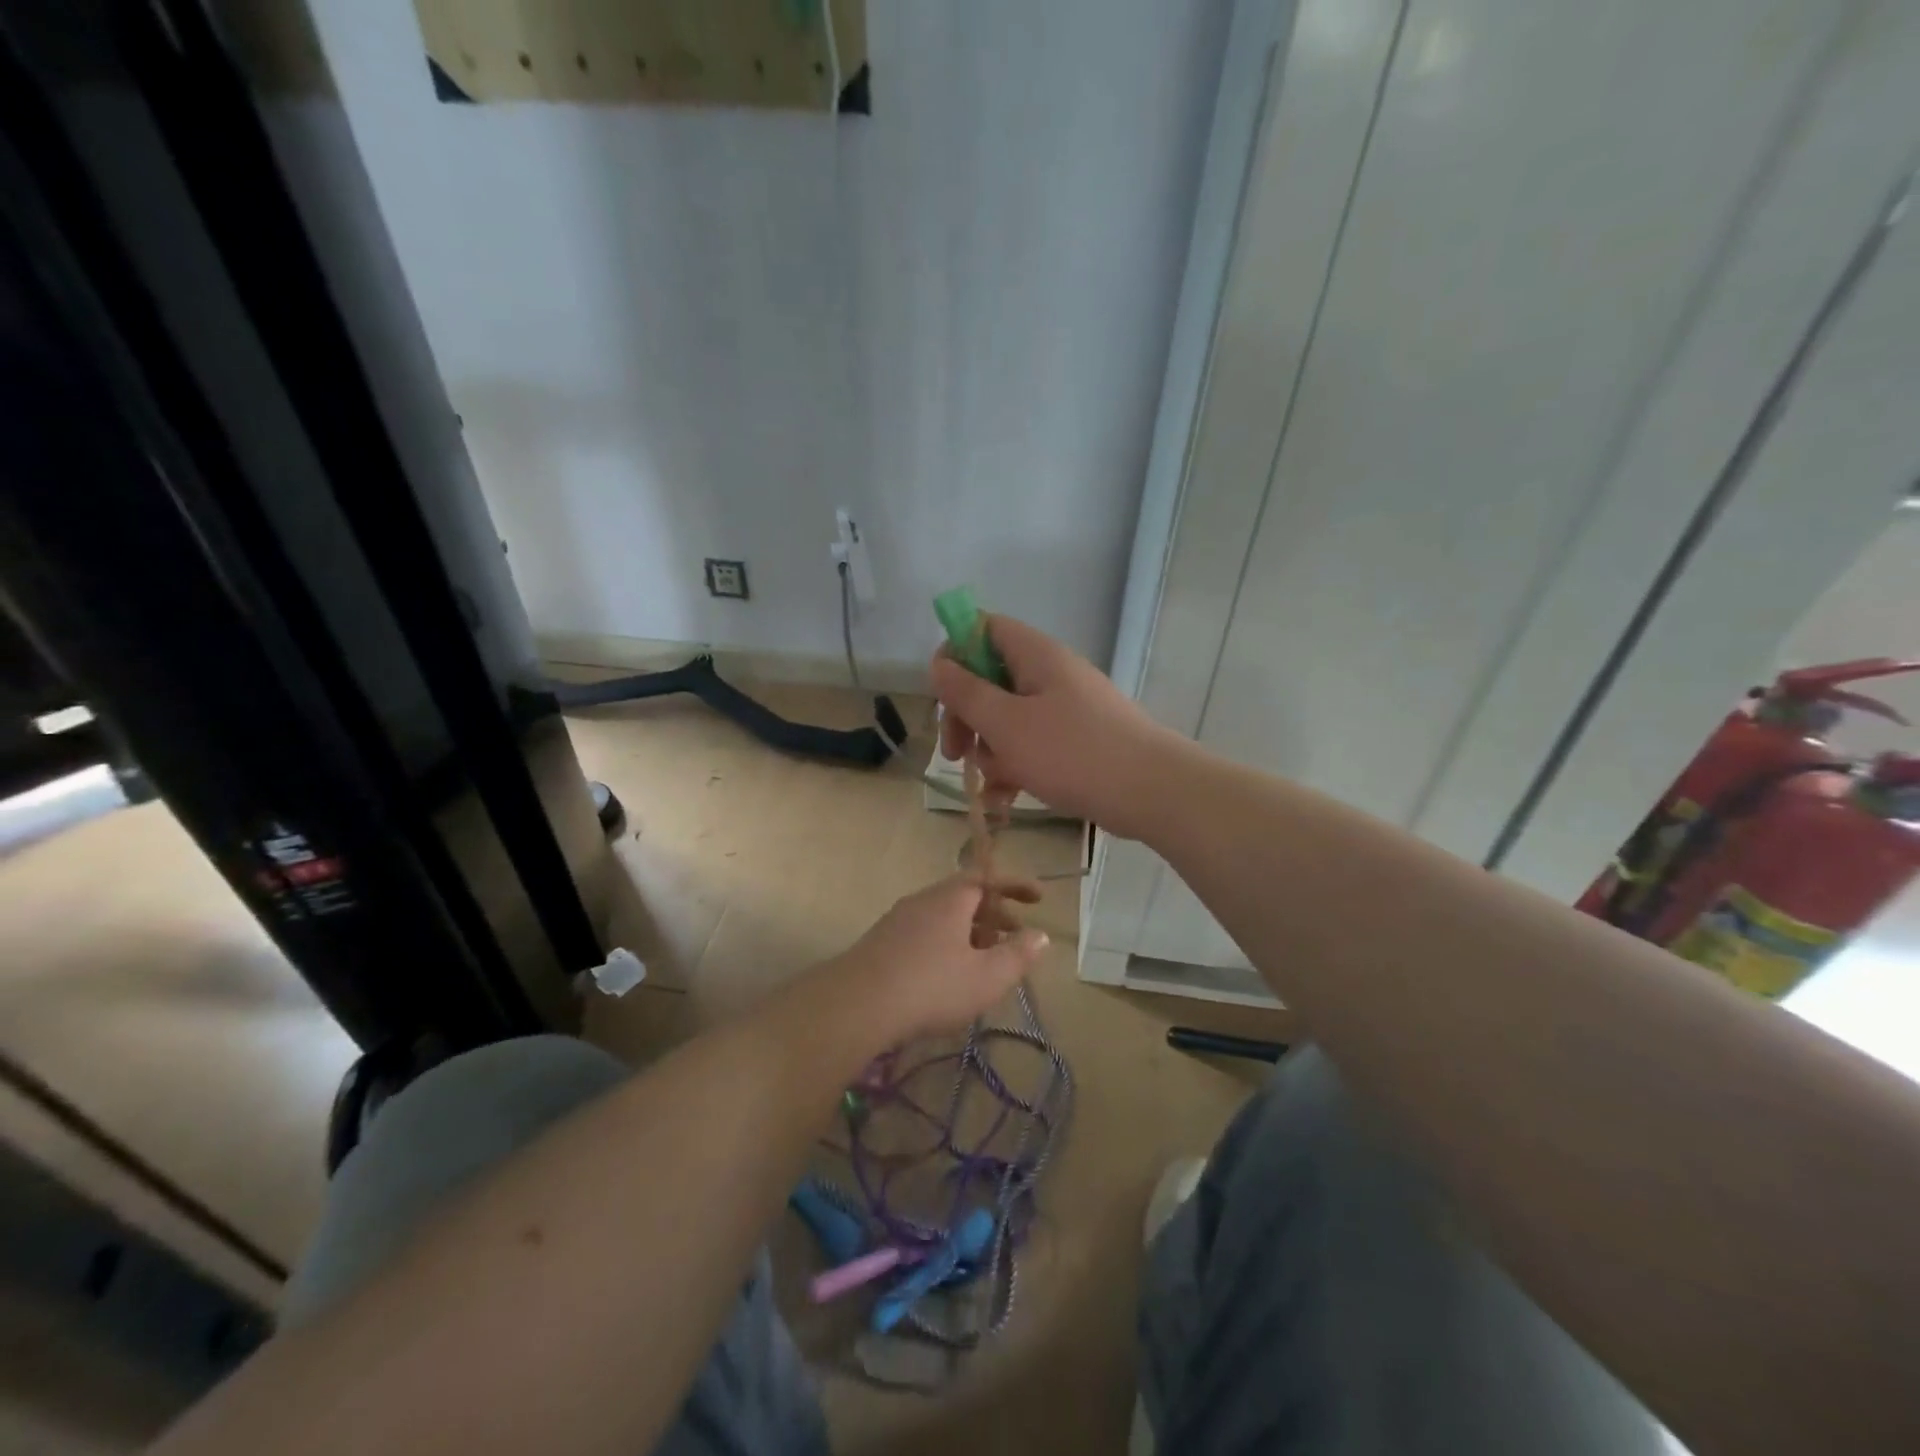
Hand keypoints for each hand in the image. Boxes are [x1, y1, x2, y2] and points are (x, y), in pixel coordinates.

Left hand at [825, 876, 1046, 1044]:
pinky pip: (925, 931)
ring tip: (986, 959)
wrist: (857, 1004)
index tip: (1038, 897)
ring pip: (944, 916)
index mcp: (951, 898)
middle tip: (1016, 935)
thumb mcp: (986, 977)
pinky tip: (949, 974)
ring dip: (971, 930)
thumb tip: (1040, 935)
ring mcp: (898, 919)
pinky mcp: (882, 942)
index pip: (988, 878)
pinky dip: (948, 942)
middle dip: (995, 913)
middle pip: (965, 896)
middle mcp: (923, 900)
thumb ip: (1017, 955)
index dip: (1015, 885)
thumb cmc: (931, 986)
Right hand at [929, 614, 1176, 836]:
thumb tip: (938, 664)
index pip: (982, 628)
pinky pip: (1032, 744)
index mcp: (1034, 655)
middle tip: (955, 754)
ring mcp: (1065, 707)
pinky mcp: (1076, 740)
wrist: (1151, 791)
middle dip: (966, 717)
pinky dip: (1016, 766)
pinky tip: (1006, 800)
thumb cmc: (1072, 752)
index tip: (942, 695)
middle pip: (989, 679)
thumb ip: (966, 693)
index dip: (955, 654)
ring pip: (1008, 718)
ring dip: (990, 751)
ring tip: (995, 785)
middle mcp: (1049, 673)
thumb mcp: (1006, 724)